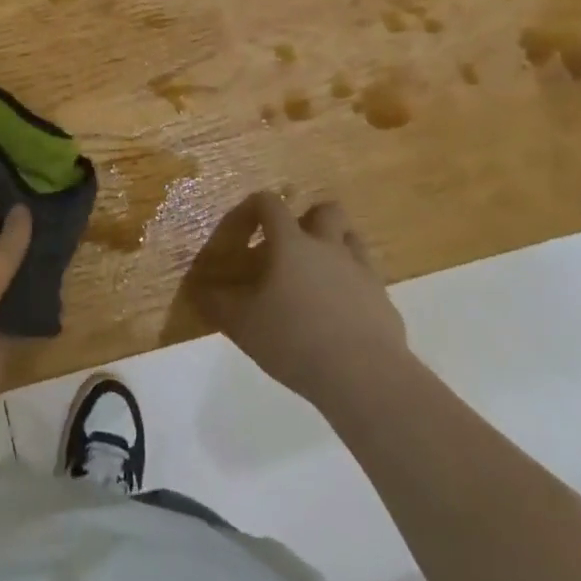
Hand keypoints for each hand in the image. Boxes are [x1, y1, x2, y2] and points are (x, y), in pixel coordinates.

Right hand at [189, 190, 409, 404]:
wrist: (364, 376)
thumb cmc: (294, 340)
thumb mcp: (242, 324)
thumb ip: (217, 303)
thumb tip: (197, 289)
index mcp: (292, 243)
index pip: (269, 203)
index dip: (252, 209)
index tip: (241, 232)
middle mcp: (329, 247)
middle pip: (326, 210)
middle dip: (309, 219)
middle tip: (292, 246)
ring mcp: (361, 272)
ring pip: (352, 239)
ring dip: (336, 247)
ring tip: (319, 276)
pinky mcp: (384, 301)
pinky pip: (368, 279)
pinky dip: (354, 286)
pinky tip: (341, 315)